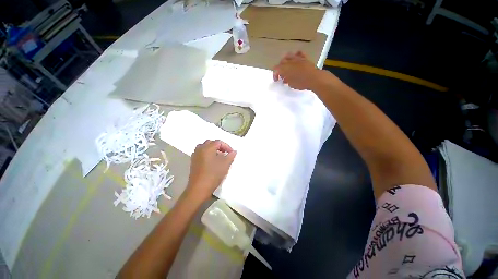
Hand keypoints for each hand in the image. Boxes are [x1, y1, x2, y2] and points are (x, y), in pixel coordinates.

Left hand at [184, 140, 236, 201]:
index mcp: (208, 148)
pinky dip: (207, 153)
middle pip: (211, 143)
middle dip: (219, 146)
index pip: (218, 142)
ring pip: (205, 147)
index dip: (227, 146)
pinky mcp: (193, 161)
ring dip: (213, 149)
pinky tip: (212, 161)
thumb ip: (230, 156)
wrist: (198, 189)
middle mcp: (200, 149)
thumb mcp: (225, 165)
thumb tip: (234, 151)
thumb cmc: (213, 175)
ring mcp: (195, 155)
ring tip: (219, 156)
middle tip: (225, 153)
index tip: (231, 153)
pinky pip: (201, 152)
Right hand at [273, 51, 334, 90]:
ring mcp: (297, 58)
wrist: (314, 78)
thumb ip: (286, 80)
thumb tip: (285, 79)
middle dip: (280, 68)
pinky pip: (298, 53)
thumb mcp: (291, 84)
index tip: (277, 81)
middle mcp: (289, 61)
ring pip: (288, 55)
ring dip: (286, 61)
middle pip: (281, 62)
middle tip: (282, 76)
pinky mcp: (304, 58)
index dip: (275, 75)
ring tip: (287, 67)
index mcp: (284, 68)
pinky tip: (296, 60)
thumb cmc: (301, 83)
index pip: (276, 69)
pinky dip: (296, 56)